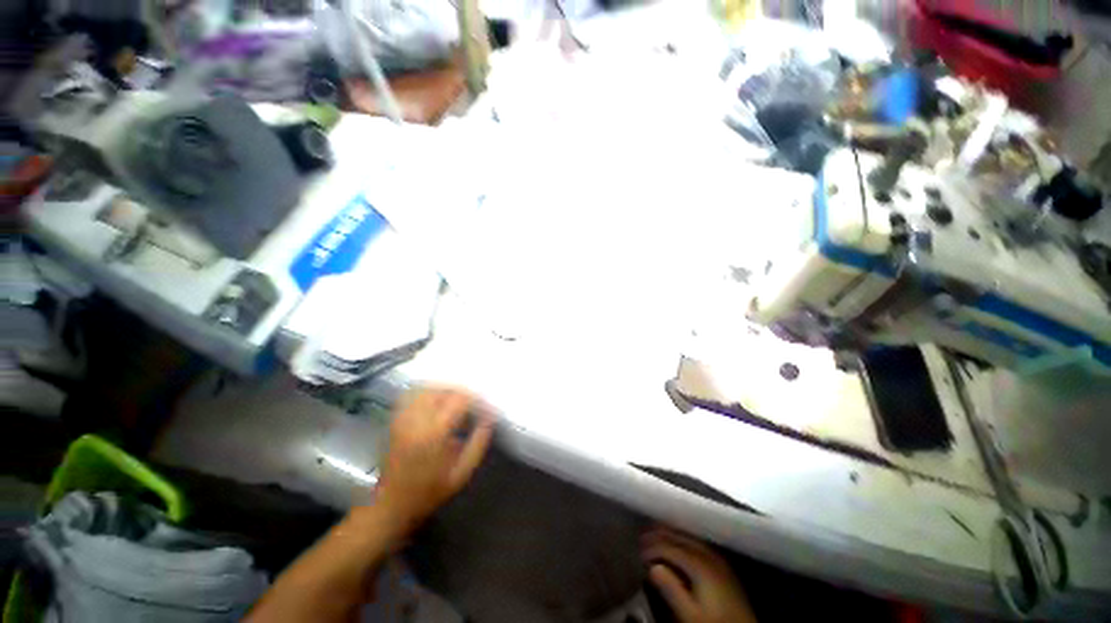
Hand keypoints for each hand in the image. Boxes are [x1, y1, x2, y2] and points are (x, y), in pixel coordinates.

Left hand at [372, 388, 493, 541]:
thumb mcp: (461, 473)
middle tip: (474, 404)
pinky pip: (412, 395)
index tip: (487, 409)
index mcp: (434, 433)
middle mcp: (417, 420)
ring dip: (446, 390)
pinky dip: (428, 392)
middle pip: (443, 389)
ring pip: (427, 388)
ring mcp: (403, 418)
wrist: (390, 505)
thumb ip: (478, 443)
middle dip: (462, 392)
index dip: (477, 399)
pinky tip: (438, 403)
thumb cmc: (429, 492)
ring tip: (458, 402)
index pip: (460, 400)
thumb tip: (490, 419)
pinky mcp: (396, 420)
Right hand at [642, 529, 756, 622]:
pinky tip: (679, 544)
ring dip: (672, 534)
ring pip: (690, 537)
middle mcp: (709, 555)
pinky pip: (699, 544)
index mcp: (700, 564)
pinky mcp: (723, 566)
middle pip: (680, 537)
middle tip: (642, 537)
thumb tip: (652, 566)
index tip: (638, 552)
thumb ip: (671, 589)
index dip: (652, 547)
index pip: (670, 546)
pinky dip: (684, 540)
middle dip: (660, 535)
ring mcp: (719, 559)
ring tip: (656, 534)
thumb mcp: (690, 615)